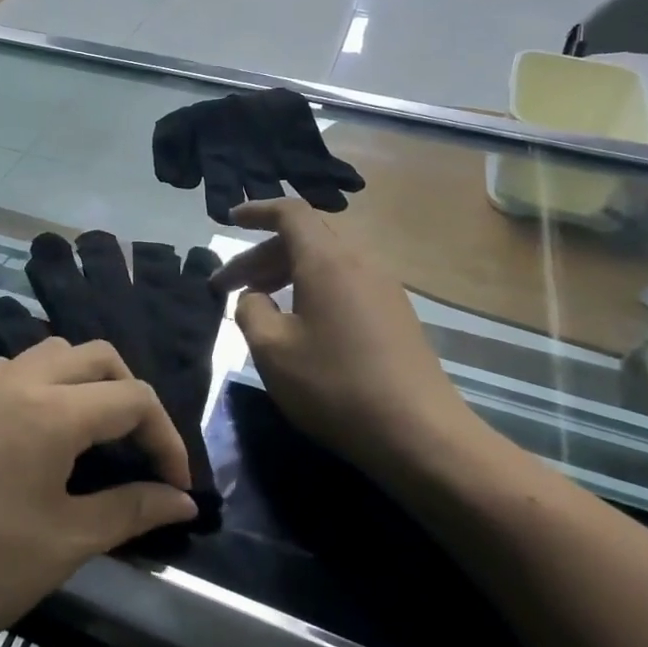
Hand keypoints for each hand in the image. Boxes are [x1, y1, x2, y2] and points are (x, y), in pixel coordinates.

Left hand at [0, 338, 197, 646]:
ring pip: (55, 353)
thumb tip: (182, 499)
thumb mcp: (66, 543)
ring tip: (99, 437)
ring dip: (89, 382)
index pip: (132, 398)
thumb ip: (131, 510)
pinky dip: (49, 384)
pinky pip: (19, 369)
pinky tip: (47, 433)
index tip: (176, 486)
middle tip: (141, 451)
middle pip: (98, 357)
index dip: (166, 438)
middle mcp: (20, 380)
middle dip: (132, 396)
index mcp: (51, 410)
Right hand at [215, 198, 477, 479]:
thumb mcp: (272, 350)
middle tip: (227, 286)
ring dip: (286, 273)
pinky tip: (300, 324)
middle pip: (305, 238)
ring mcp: (383, 288)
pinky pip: (344, 283)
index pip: (290, 213)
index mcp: (327, 261)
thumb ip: (251, 310)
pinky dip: (312, 289)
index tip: (229, 220)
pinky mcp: (395, 315)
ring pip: (325, 262)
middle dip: (261, 255)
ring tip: (260, 303)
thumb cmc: (335, 386)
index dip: (257, 211)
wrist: (420, 434)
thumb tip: (254, 297)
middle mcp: (359, 263)